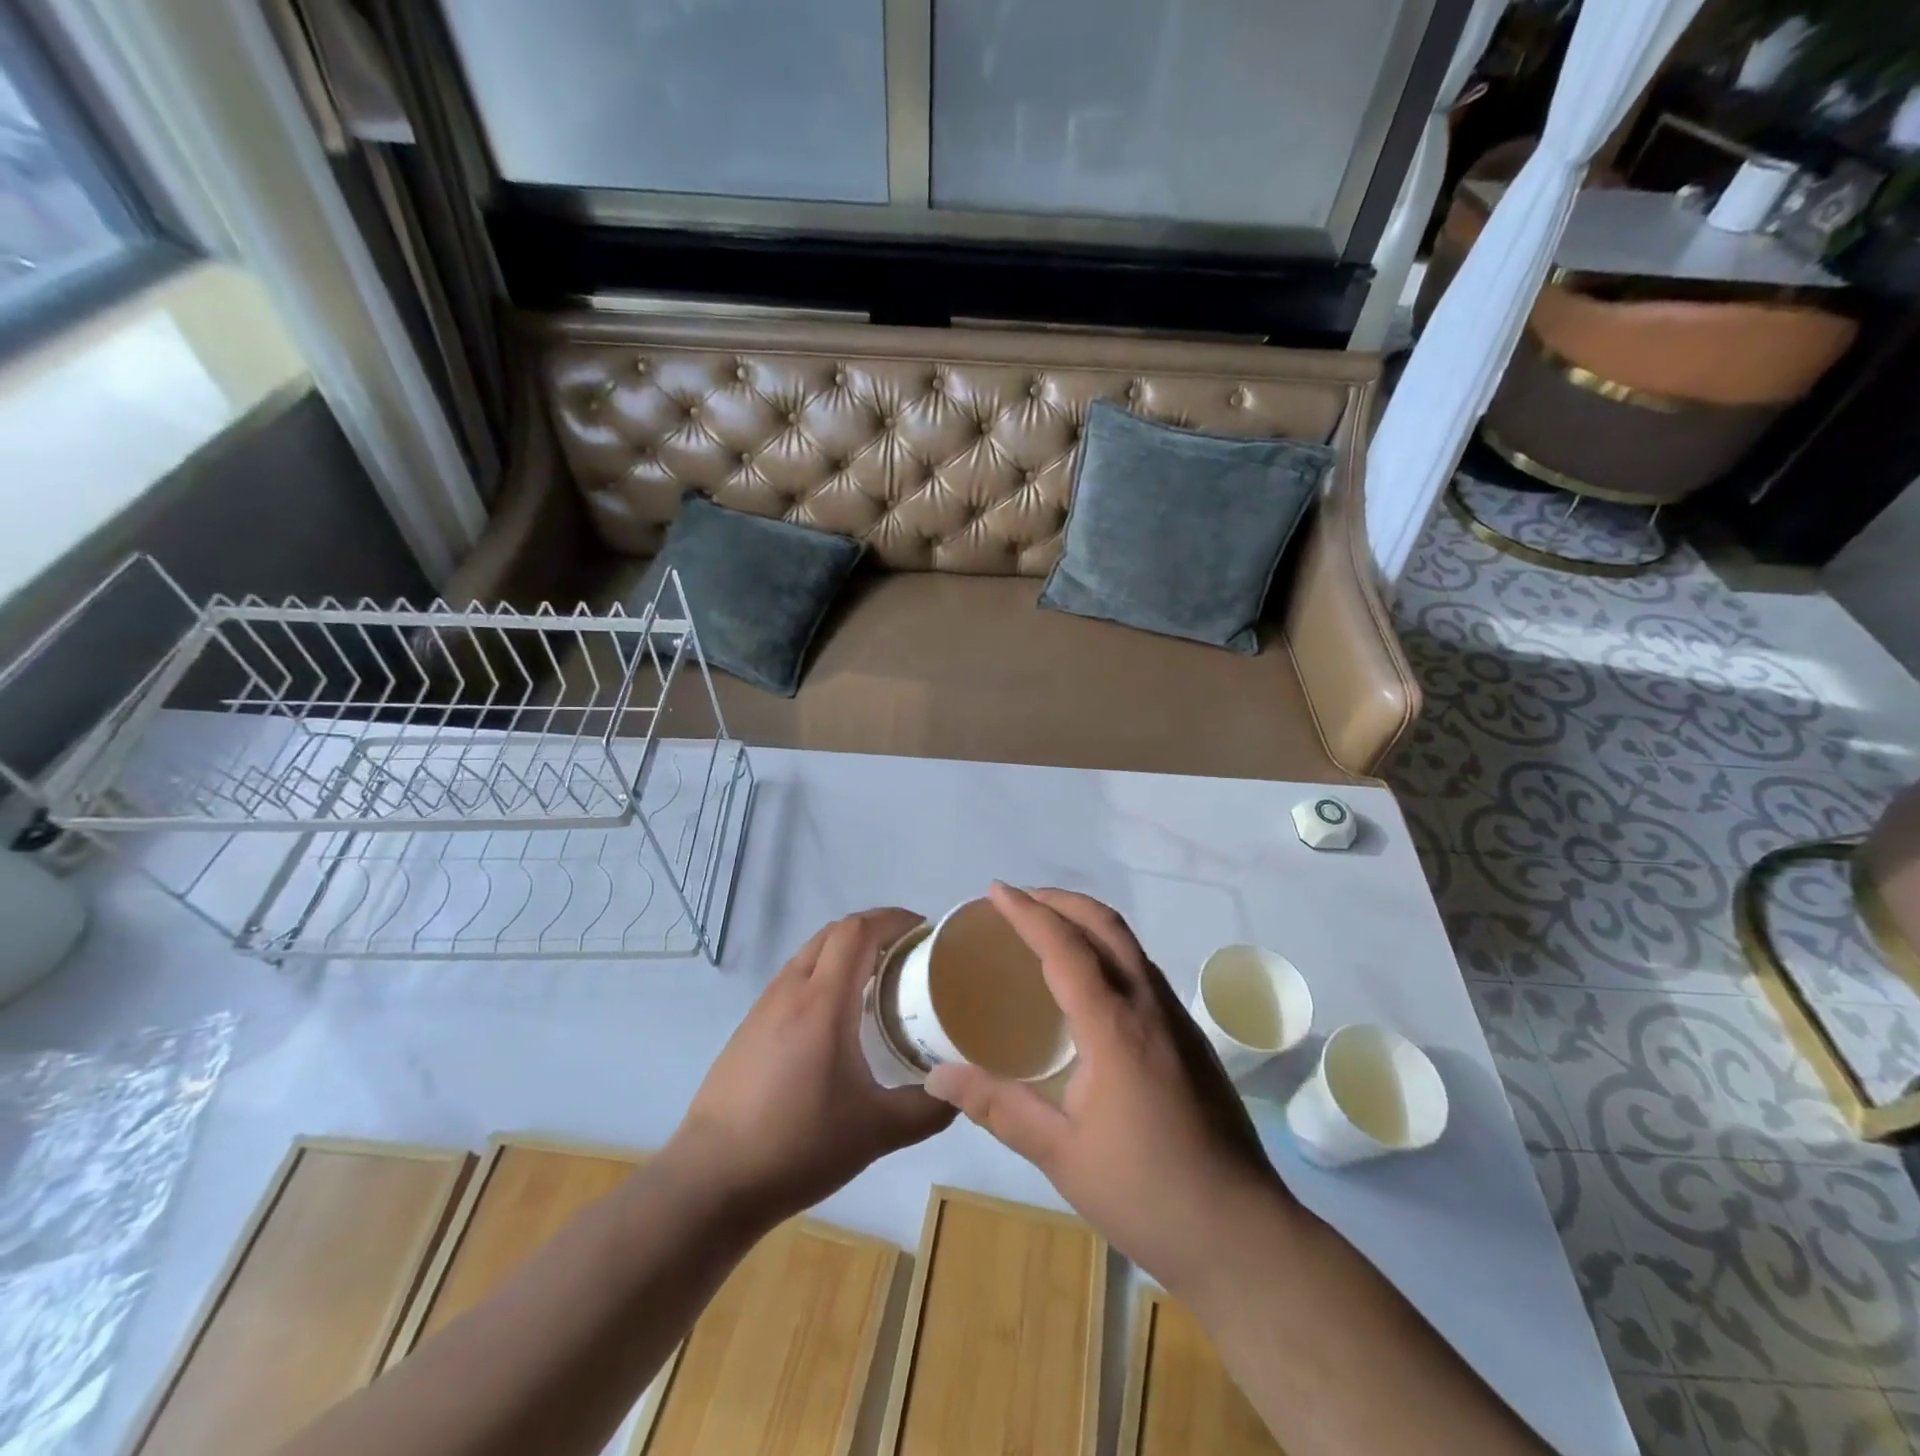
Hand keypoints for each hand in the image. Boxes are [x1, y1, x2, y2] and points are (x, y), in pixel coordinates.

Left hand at [670, 909, 955, 1224]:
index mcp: (822, 1001)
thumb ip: (926, 1109)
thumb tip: (957, 1091)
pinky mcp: (748, 1028)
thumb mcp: (875, 1132)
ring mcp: (763, 1007)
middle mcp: (790, 990)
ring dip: (845, 950)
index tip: (924, 931)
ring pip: (810, 953)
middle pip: (834, 932)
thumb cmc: (797, 1146)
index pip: (858, 931)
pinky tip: (837, 1016)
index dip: (893, 919)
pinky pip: (793, 979)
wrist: (711, 1180)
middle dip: (874, 929)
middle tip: (908, 952)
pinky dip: (823, 974)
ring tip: (878, 979)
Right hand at [925, 884, 1290, 1295]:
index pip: (1065, 947)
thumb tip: (938, 1075)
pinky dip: (1108, 951)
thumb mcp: (1060, 1154)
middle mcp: (1149, 1007)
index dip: (1028, 913)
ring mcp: (1177, 1020)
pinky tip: (1090, 985)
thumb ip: (998, 1107)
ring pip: (1130, 945)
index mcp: (1115, 1027)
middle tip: (1020, 900)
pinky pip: (1142, 972)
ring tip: (1048, 930)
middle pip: (1106, 926)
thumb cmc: (1146, 1193)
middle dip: (1061, 901)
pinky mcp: (1190, 1040)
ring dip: (1087, 922)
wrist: (1242, 1236)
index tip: (995, 891)